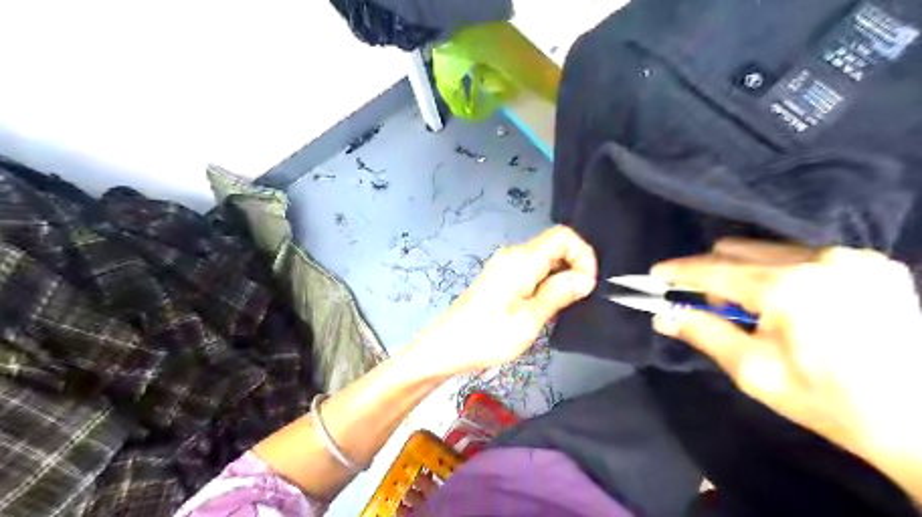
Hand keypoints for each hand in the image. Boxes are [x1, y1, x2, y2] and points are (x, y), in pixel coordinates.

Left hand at [412, 226, 598, 375]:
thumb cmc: (487, 336)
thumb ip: (558, 293)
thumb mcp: (529, 320)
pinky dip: (546, 283)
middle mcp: (513, 255)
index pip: (563, 236)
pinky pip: (532, 270)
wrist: (445, 347)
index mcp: (521, 259)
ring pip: (545, 259)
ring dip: (560, 278)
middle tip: (576, 301)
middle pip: (555, 246)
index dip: (583, 255)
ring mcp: (505, 265)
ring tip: (561, 308)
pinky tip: (544, 307)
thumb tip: (585, 278)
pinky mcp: (500, 277)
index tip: (587, 285)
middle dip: (574, 268)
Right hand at [650, 238, 921, 501]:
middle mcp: (819, 260)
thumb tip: (662, 315)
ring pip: (770, 250)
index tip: (655, 275)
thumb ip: (703, 333)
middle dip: (715, 275)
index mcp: (787, 287)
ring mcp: (851, 258)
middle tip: (716, 308)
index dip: (679, 272)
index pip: (713, 269)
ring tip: (760, 312)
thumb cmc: (827, 400)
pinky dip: (783, 274)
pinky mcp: (873, 263)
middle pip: (739, 250)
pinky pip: (804, 255)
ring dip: (748, 274)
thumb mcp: (753, 371)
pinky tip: (796, 306)